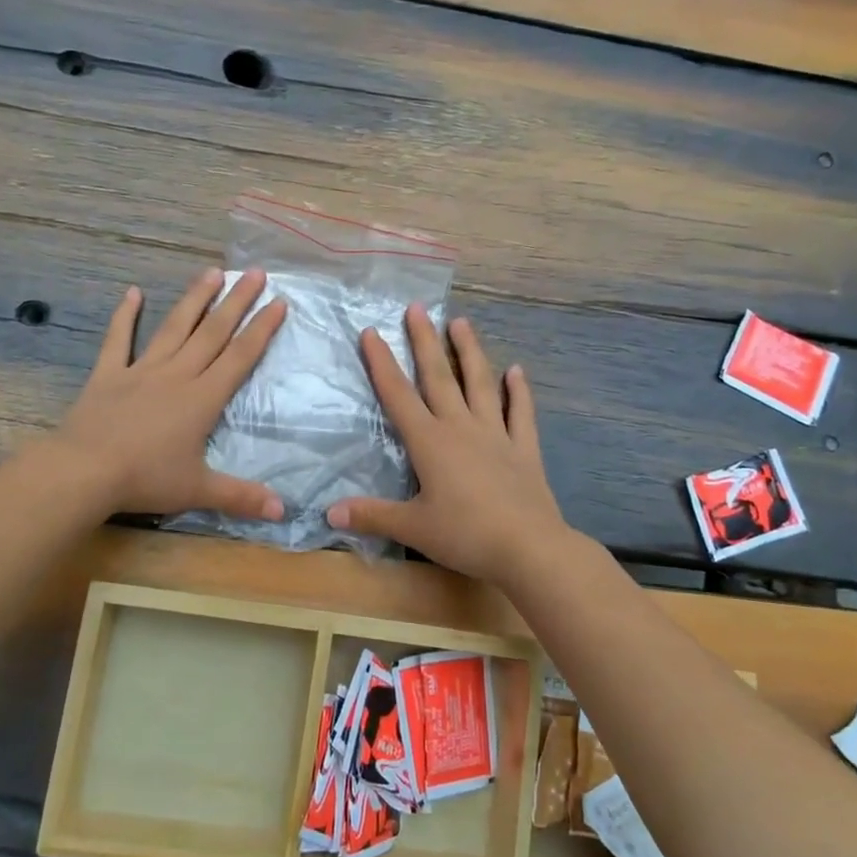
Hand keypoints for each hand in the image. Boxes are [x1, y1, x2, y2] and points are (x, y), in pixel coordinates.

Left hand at [56, 268, 287, 519]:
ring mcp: (141, 369)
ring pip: (174, 327)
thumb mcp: (198, 490)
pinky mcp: (109, 374)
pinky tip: (132, 292)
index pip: (240, 357)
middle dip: (237, 301)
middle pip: (213, 332)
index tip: (279, 302)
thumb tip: (283, 511)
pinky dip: (126, 315)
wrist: (84, 470)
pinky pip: (119, 339)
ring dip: (195, 298)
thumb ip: (241, 497)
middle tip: (255, 273)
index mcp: (203, 398)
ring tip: (212, 271)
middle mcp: (178, 374)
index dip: (262, 329)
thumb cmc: (145, 478)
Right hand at [327, 306, 569, 580]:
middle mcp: (461, 428)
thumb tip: (328, 512)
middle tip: (417, 308)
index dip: (382, 363)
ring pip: (481, 384)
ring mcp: (496, 434)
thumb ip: (371, 515)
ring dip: (470, 351)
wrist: (528, 548)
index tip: (371, 332)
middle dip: (424, 341)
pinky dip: (519, 391)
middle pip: (439, 377)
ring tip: (461, 322)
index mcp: (430, 442)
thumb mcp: (412, 528)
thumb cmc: (465, 535)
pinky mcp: (524, 449)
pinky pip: (521, 413)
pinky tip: (517, 371)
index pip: (398, 395)